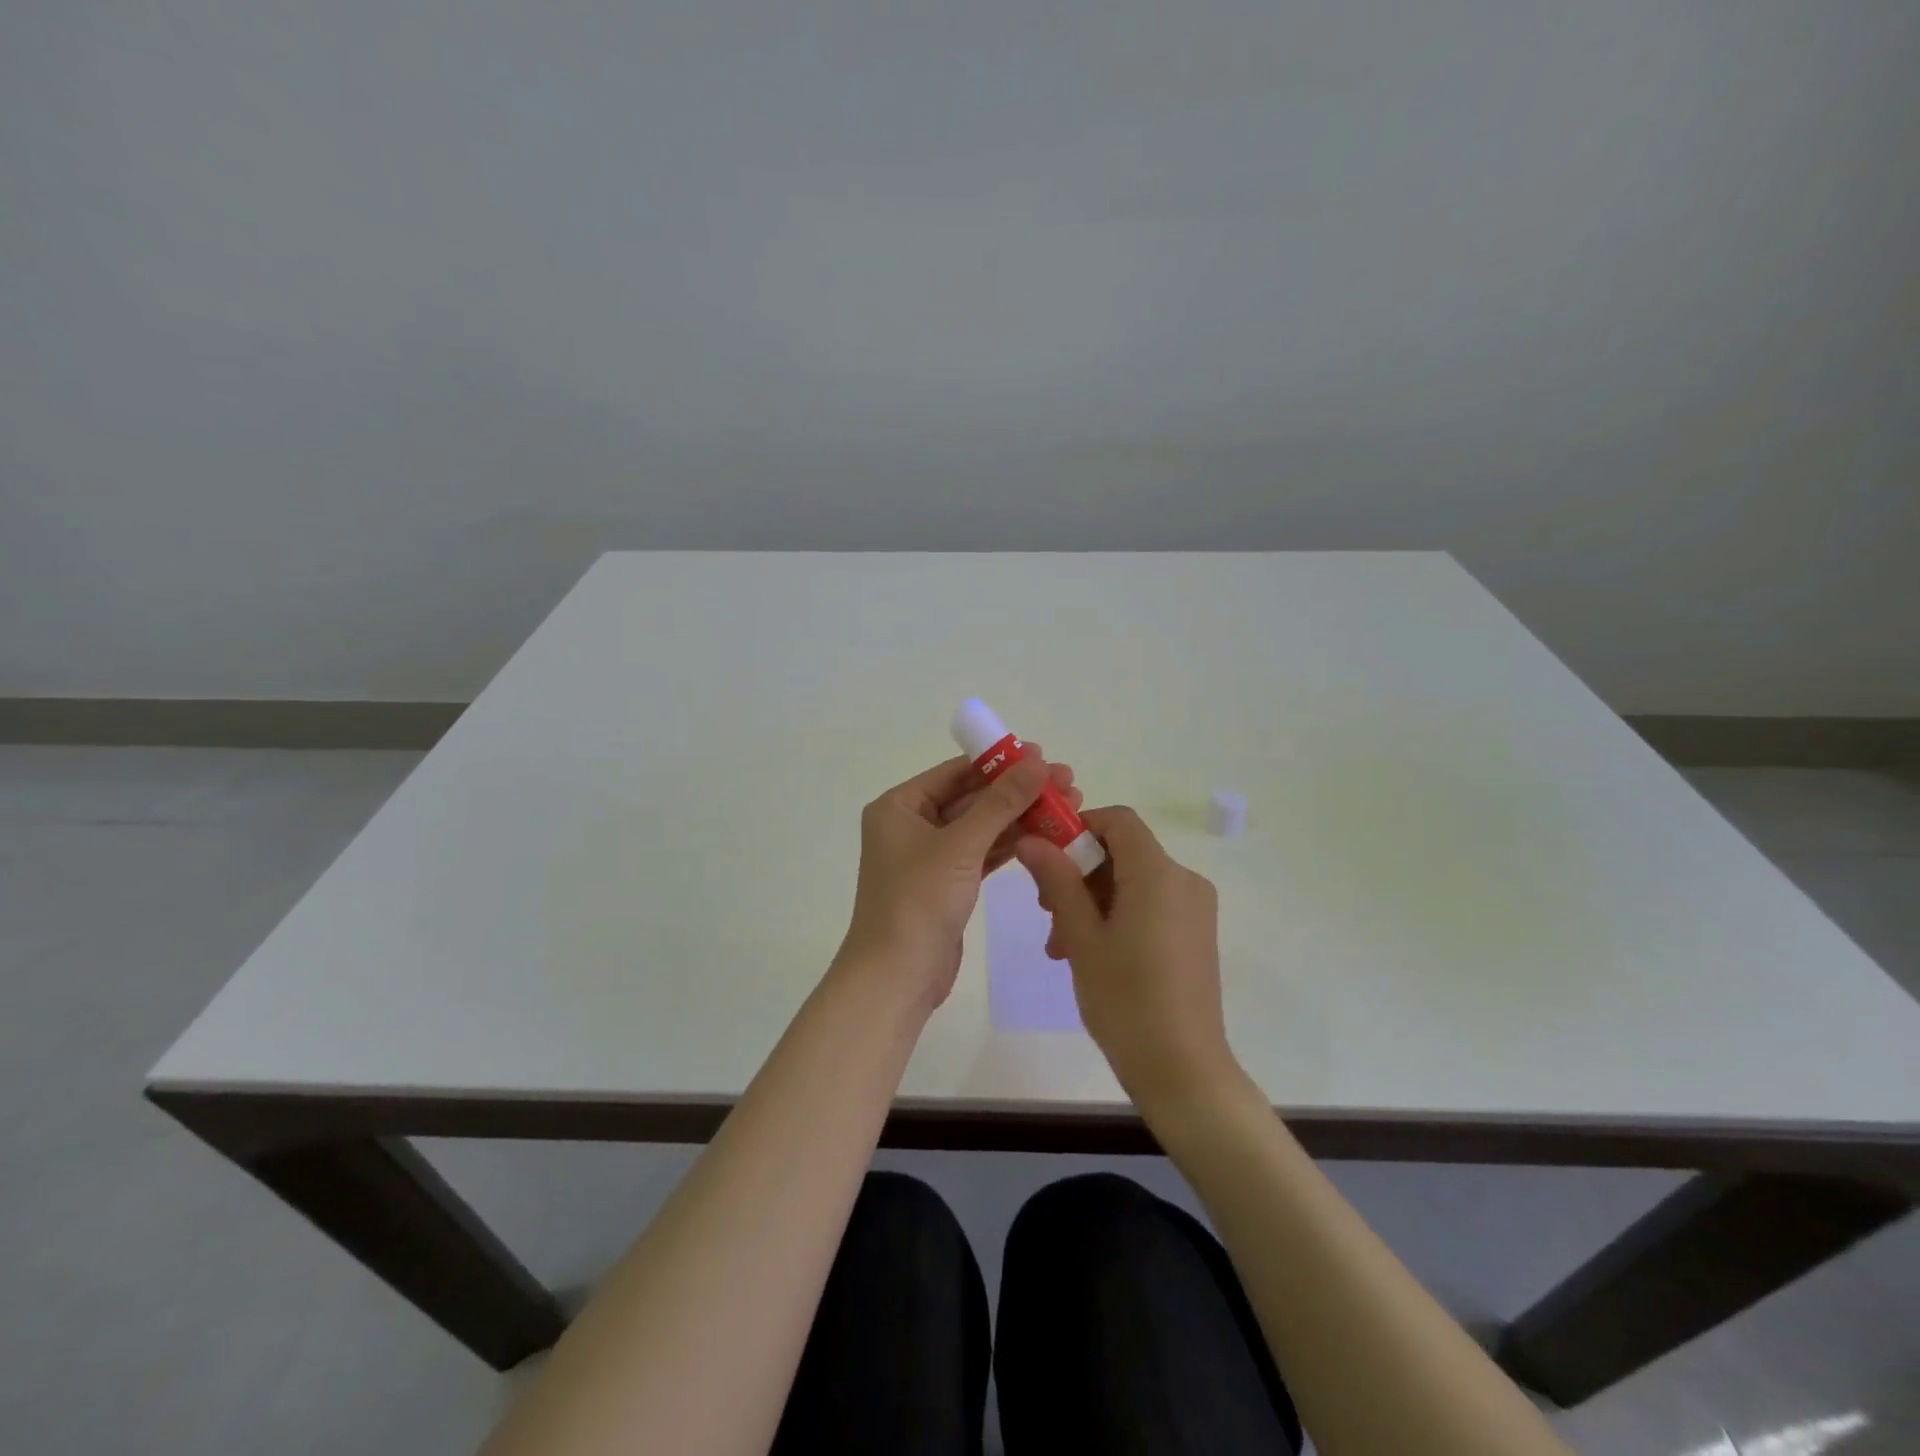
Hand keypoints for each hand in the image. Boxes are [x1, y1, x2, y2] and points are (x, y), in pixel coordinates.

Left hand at [839, 749, 1080, 1013]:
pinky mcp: (948, 883)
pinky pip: (983, 853)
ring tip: (1069, 807)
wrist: (896, 977)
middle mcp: (912, 824)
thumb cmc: (918, 902)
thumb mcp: (961, 846)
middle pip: (972, 797)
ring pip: (982, 827)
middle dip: (1018, 791)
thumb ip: (1000, 803)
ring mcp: (930, 855)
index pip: (956, 771)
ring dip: (1021, 817)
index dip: (1001, 762)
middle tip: (1068, 783)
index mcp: (900, 806)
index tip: (1045, 756)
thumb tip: (1037, 762)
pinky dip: (1011, 845)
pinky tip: (1048, 836)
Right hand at [1016, 807, 1240, 1112]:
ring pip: (1132, 881)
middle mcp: (1183, 880)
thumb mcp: (1081, 937)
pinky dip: (1117, 916)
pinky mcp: (1195, 933)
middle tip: (1047, 913)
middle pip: (1123, 852)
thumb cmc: (1126, 1000)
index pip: (1118, 820)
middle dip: (1079, 873)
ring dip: (1092, 901)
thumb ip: (1057, 881)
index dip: (1078, 828)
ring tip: (1061, 946)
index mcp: (1158, 873)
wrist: (1183, 1071)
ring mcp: (1194, 908)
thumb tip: (1031, 840)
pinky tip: (1090, 954)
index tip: (1047, 858)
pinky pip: (1150, 904)